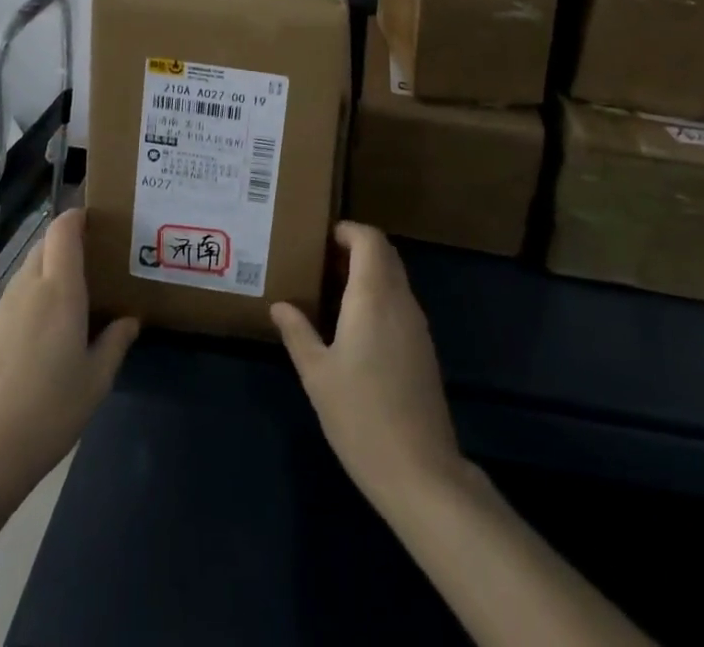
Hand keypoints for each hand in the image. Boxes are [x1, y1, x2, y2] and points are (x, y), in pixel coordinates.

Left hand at [0, 208, 138, 500]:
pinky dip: (27, 307)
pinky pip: (10, 304)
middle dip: (64, 246)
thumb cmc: (50, 411)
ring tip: (65, 307)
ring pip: (25, 275)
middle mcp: (28, 289)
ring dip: (45, 277)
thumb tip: (129, 320)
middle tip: (89, 267)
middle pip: (43, 247)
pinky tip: (35, 345)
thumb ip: (115, 343)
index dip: (75, 217)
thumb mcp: (96, 382)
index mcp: (60, 291)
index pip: (62, 230)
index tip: (93, 221)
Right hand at [272, 222, 461, 509]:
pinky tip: (355, 323)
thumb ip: (298, 333)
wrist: (420, 473)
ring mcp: (417, 325)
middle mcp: (400, 301)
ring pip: (395, 277)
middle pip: (385, 253)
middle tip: (322, 260)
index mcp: (373, 296)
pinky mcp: (424, 348)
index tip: (321, 239)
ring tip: (332, 289)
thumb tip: (279, 305)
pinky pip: (401, 302)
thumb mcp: (317, 374)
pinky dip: (379, 295)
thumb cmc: (361, 416)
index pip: (370, 240)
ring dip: (369, 271)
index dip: (348, 231)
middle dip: (357, 247)